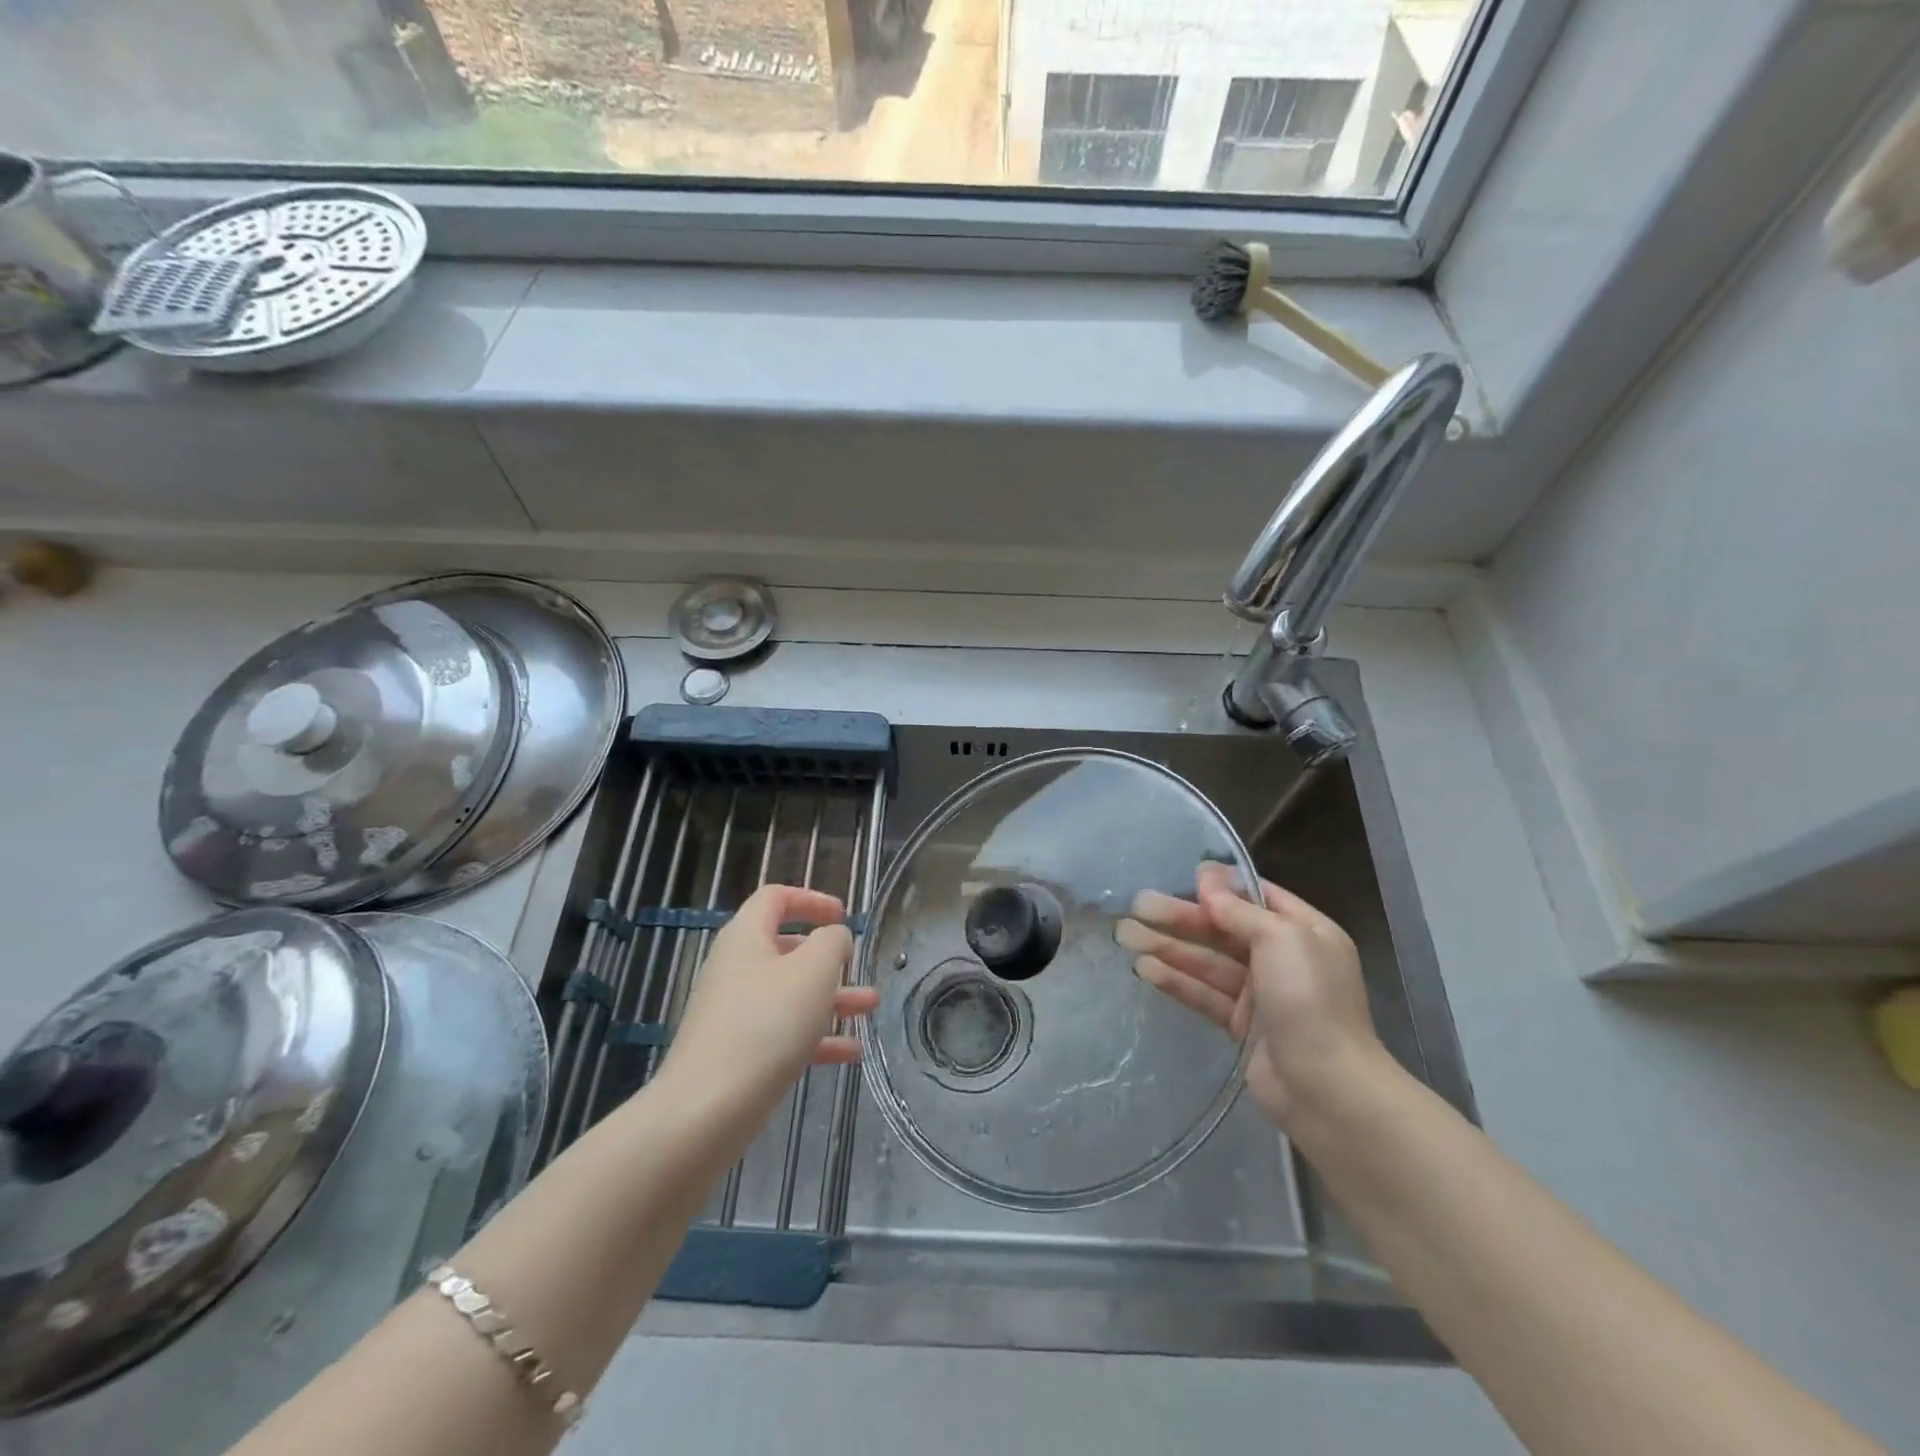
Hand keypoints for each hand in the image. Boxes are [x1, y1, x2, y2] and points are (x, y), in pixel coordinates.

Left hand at [661, 885, 879, 1132]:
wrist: (707, 1109)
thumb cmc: (767, 1023)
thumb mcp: (813, 971)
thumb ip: (832, 942)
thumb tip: (833, 938)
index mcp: (746, 937)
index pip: (775, 899)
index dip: (811, 900)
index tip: (842, 915)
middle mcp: (736, 968)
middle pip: (785, 949)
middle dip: (828, 957)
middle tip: (856, 964)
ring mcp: (733, 1013)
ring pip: (789, 994)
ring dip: (831, 997)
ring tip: (870, 1007)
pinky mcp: (737, 1053)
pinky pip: (782, 1033)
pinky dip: (816, 1037)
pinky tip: (852, 1053)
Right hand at [1117, 865, 1387, 1132]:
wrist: (1326, 1089)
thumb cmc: (1309, 1000)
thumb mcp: (1281, 938)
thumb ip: (1239, 909)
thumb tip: (1208, 877)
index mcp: (1304, 931)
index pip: (1257, 897)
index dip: (1219, 887)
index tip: (1182, 877)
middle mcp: (1283, 958)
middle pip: (1223, 929)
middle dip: (1180, 917)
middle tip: (1137, 904)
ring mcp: (1262, 994)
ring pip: (1208, 961)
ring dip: (1168, 946)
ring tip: (1125, 934)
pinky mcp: (1242, 1026)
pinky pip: (1204, 994)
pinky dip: (1176, 980)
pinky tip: (1143, 968)